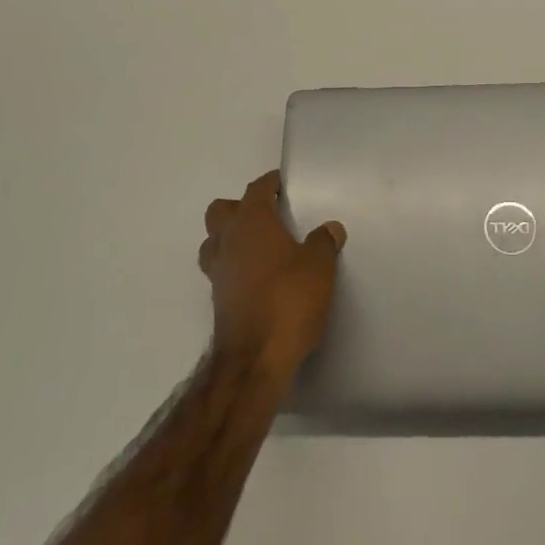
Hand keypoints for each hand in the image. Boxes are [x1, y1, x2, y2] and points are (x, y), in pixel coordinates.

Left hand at [199, 171, 345, 386]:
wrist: (254, 360)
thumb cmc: (288, 300)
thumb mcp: (319, 267)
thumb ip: (323, 243)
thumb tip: (329, 228)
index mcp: (251, 222)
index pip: (256, 189)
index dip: (270, 183)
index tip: (283, 184)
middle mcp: (228, 241)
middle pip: (222, 211)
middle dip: (241, 207)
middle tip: (269, 215)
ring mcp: (218, 272)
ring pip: (214, 241)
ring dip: (231, 238)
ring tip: (259, 247)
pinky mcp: (218, 301)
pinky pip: (221, 270)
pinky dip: (235, 267)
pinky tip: (258, 278)